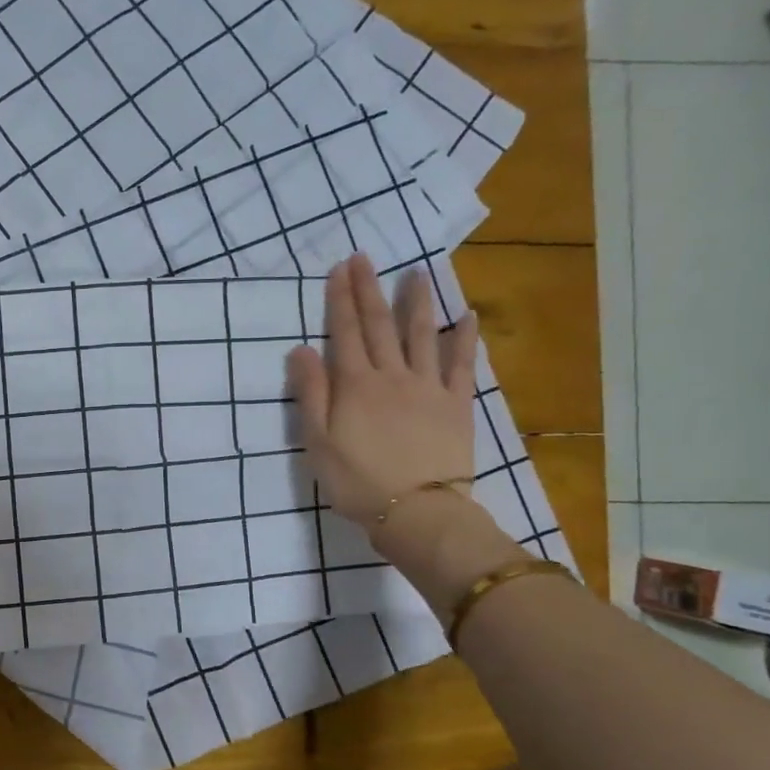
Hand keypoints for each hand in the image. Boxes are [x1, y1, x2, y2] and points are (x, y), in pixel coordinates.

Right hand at [286, 253, 479, 529]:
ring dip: (416, 303)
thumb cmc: (356, 481)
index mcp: (355, 385)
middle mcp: (392, 376)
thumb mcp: (317, 441)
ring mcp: (428, 388)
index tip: (340, 268)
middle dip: (369, 290)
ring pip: (422, 336)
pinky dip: (465, 339)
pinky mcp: (456, 405)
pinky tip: (468, 316)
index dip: (340, 299)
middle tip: (365, 258)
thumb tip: (301, 349)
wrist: (416, 511)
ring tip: (417, 274)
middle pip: (378, 326)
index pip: (344, 332)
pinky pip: (462, 365)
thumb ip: (310, 393)